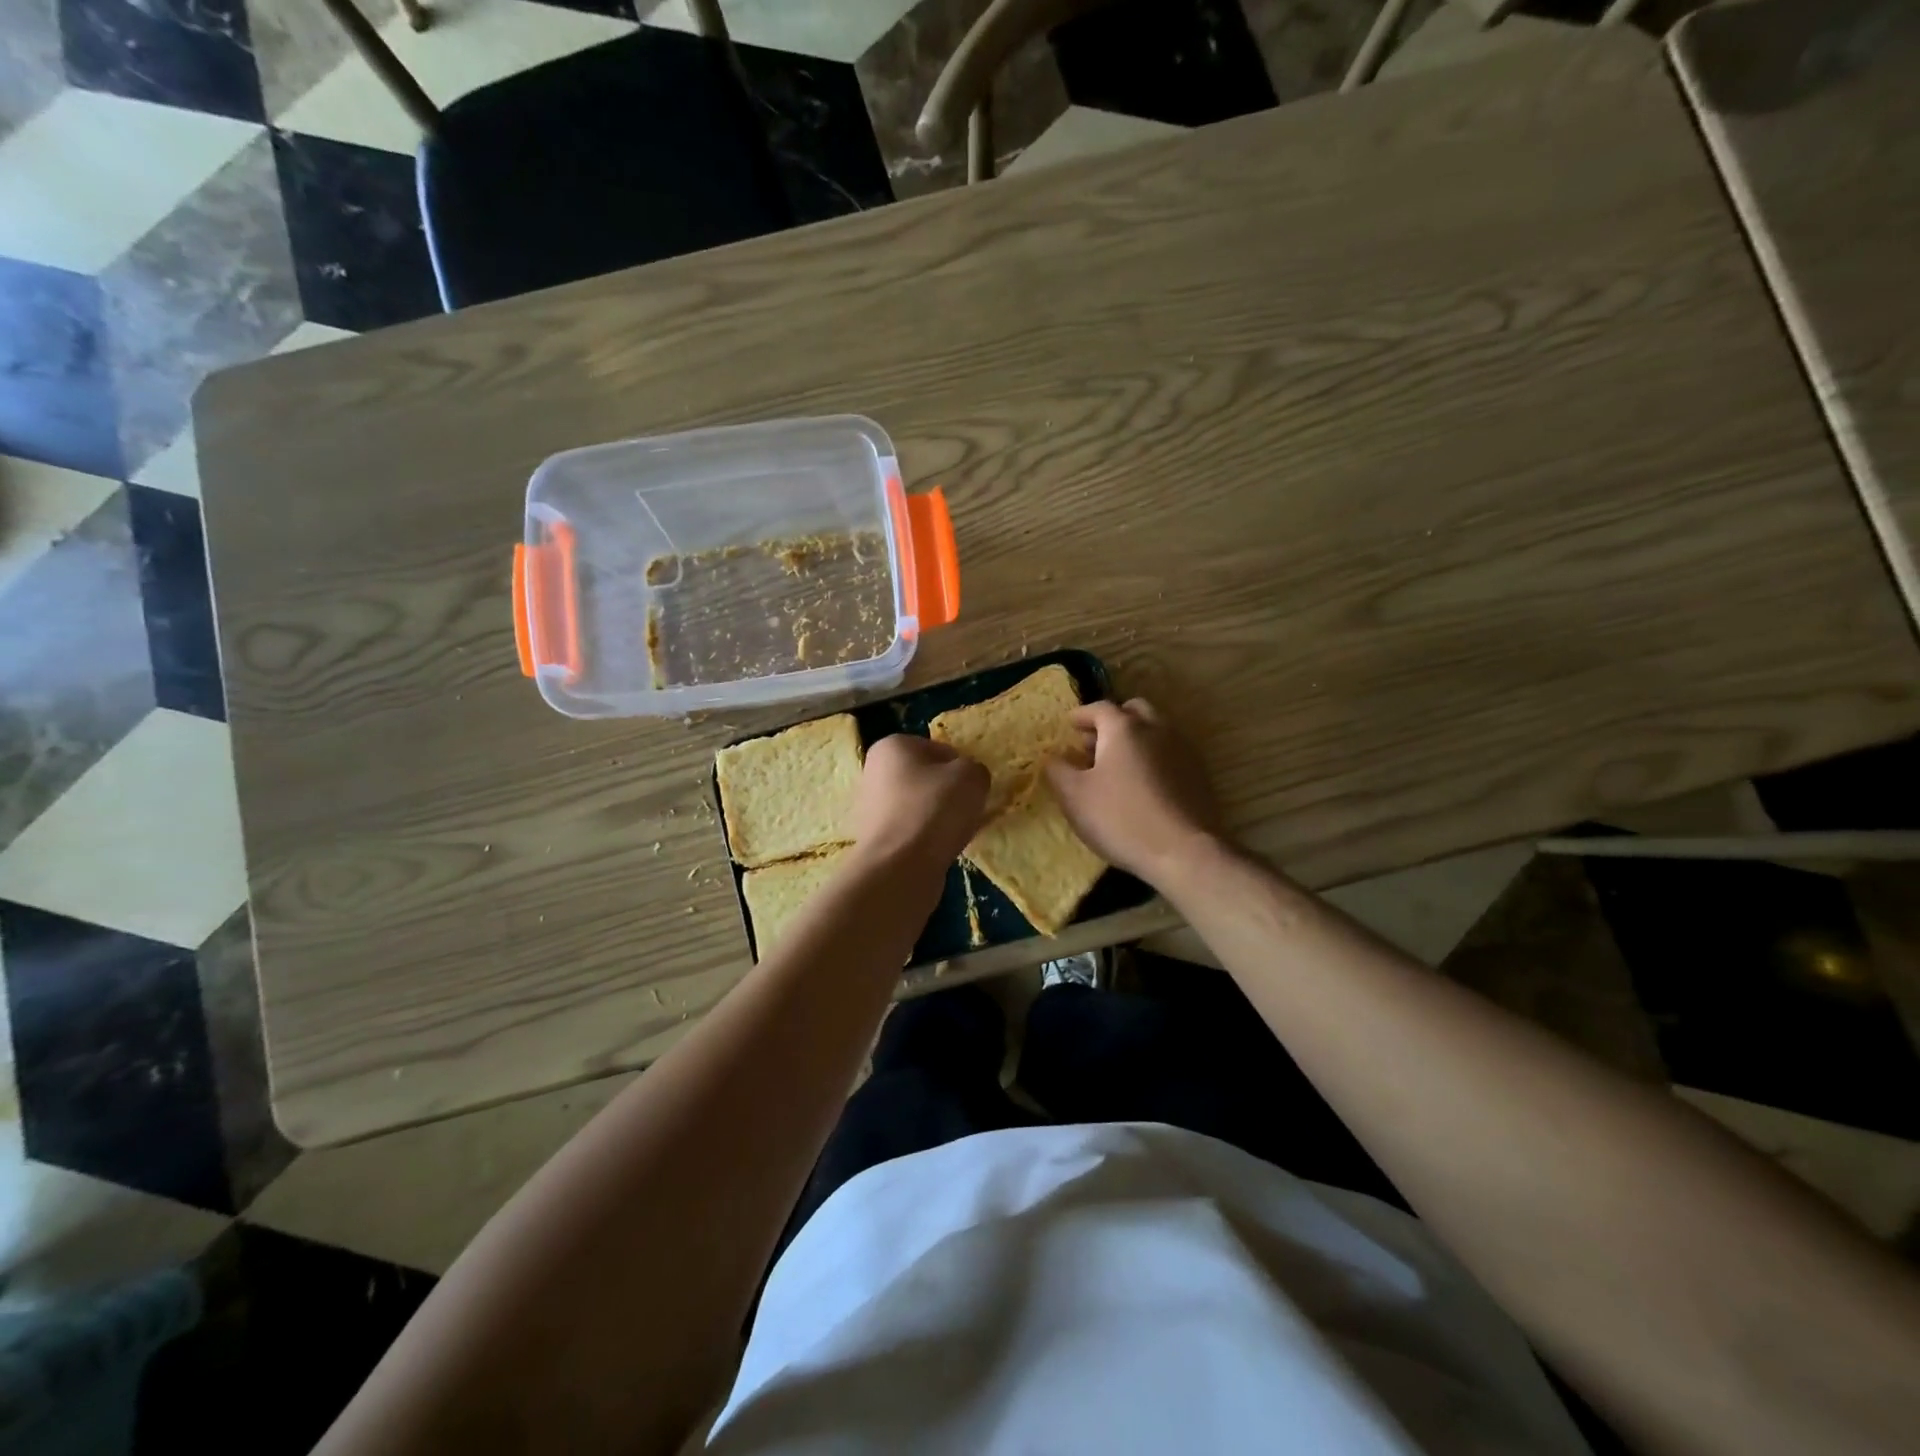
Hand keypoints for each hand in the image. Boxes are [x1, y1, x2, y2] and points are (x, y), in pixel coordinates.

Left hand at [852, 734, 988, 870]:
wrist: (900, 867)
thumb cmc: (934, 809)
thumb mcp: (971, 776)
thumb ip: (975, 769)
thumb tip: (967, 780)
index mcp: (892, 746)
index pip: (940, 750)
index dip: (961, 768)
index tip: (971, 789)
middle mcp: (874, 771)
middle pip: (927, 778)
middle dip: (948, 793)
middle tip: (966, 811)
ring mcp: (871, 807)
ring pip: (920, 806)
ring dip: (939, 817)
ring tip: (954, 834)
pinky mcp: (875, 838)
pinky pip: (912, 831)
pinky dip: (927, 838)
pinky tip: (939, 850)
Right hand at [1046, 698, 1222, 887]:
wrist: (1184, 852)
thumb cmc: (1121, 818)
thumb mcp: (1074, 796)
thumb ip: (1058, 770)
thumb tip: (1054, 757)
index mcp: (1124, 728)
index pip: (1099, 708)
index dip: (1081, 715)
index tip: (1069, 724)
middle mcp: (1157, 729)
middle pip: (1133, 711)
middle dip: (1112, 721)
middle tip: (1093, 742)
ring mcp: (1183, 750)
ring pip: (1155, 731)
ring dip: (1134, 739)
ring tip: (1116, 765)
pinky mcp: (1199, 774)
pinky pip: (1169, 754)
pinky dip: (1151, 758)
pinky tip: (1142, 784)